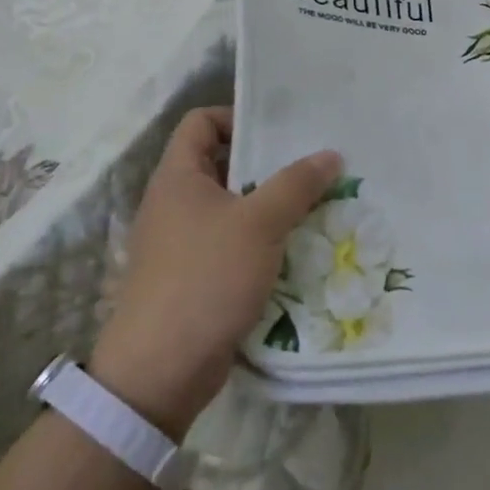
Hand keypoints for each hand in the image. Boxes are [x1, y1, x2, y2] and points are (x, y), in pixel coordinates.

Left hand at [89, 108, 339, 438]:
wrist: (159, 372)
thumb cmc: (205, 279)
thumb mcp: (260, 223)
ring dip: (268, 205)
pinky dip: (259, 240)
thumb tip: (330, 154)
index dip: (237, 117)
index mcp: (177, 177)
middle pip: (221, 163)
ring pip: (230, 206)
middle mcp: (174, 203)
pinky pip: (230, 242)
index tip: (280, 132)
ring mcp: (180, 242)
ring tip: (312, 206)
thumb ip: (296, 184)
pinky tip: (293, 248)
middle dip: (266, 164)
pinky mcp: (191, 277)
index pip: (201, 122)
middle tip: (311, 168)